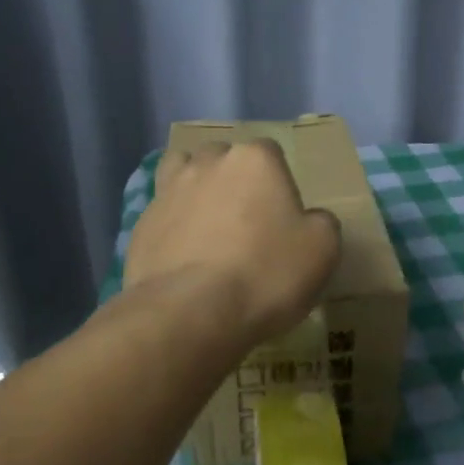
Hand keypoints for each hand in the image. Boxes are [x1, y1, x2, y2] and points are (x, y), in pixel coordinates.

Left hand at [126, 140, 340, 345]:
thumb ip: (321, 223)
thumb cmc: (265, 274)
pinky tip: (182, 254)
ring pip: (183, 173)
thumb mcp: (322, 251)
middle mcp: (208, 163)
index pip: (271, 153)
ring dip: (195, 189)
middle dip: (233, 180)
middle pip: (224, 157)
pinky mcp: (141, 223)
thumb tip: (309, 219)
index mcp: (255, 160)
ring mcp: (169, 190)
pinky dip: (172, 225)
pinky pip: (162, 213)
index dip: (278, 183)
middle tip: (245, 221)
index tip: (282, 218)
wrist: (190, 311)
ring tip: (206, 224)